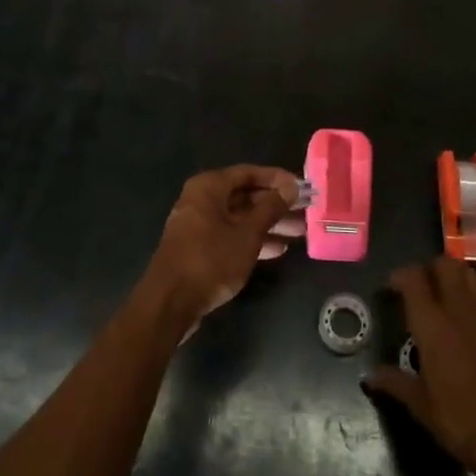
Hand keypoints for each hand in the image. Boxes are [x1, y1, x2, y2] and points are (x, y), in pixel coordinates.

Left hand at [142, 164, 303, 327]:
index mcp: (209, 186)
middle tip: (305, 212)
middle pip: (245, 195)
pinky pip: (231, 235)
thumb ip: (270, 207)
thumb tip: (291, 186)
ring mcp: (199, 224)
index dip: (277, 179)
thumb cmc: (211, 259)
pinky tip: (278, 250)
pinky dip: (252, 239)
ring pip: (240, 217)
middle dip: (276, 205)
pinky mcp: (199, 247)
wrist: (170, 302)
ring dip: (268, 224)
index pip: (249, 173)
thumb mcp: (248, 233)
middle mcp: (201, 199)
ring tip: (299, 233)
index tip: (302, 188)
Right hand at [363, 259, 475, 475]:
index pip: (413, 278)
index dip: (401, 276)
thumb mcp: (421, 406)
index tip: (394, 289)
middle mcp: (461, 310)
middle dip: (432, 269)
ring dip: (460, 279)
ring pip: (474, 275)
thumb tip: (368, 377)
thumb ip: (394, 383)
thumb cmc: (461, 421)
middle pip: (446, 264)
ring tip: (453, 297)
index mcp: (432, 325)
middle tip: (425, 288)